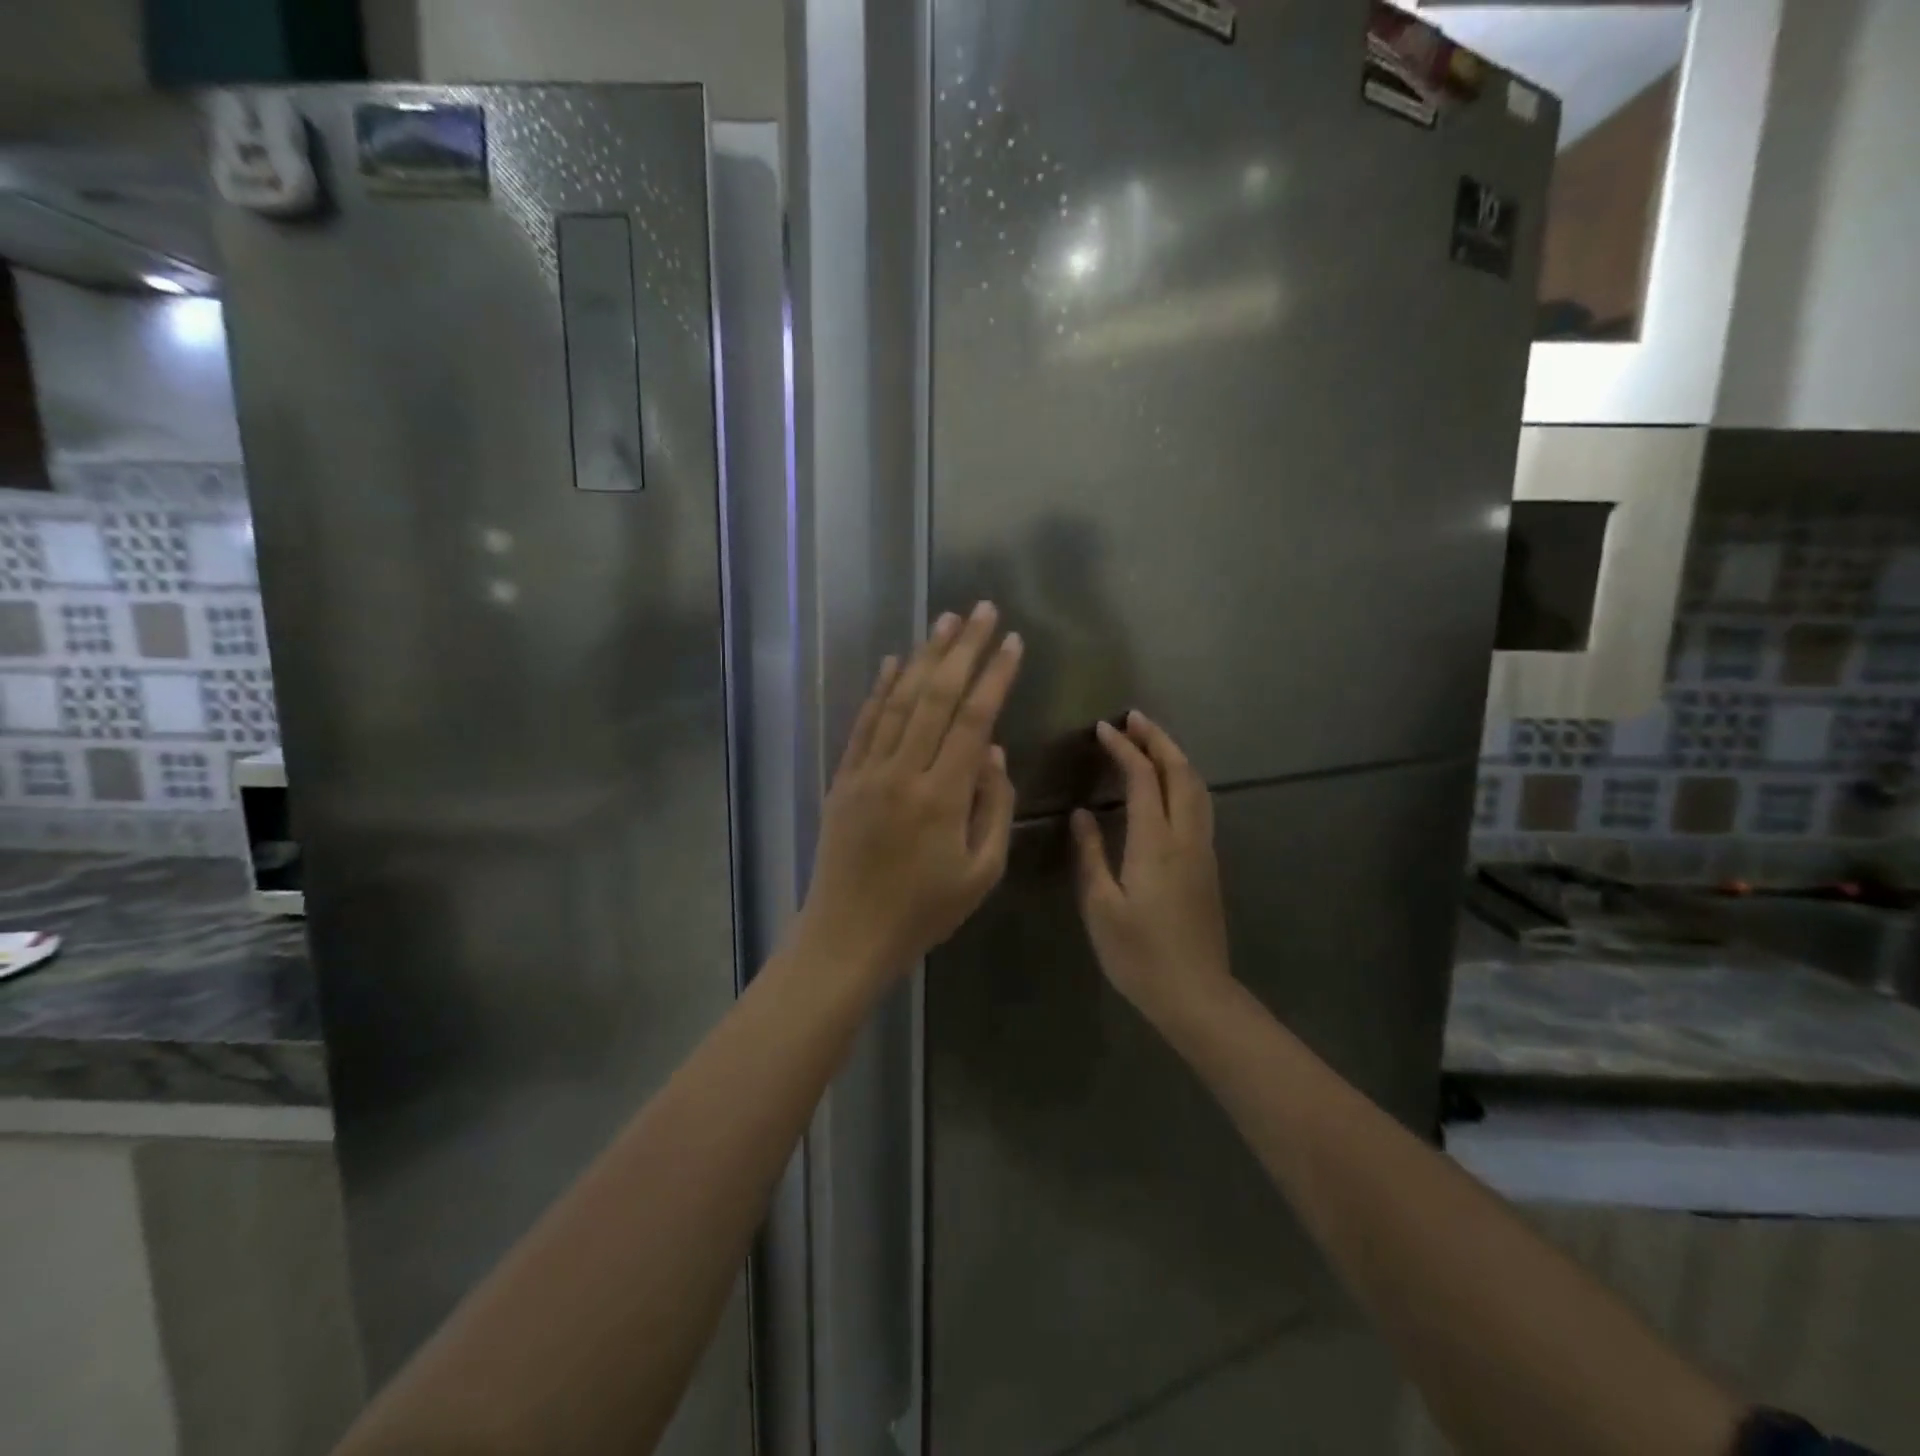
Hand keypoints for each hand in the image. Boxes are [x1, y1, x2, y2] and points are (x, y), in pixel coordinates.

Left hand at [797, 602, 1022, 986]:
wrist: (848, 934)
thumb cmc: (924, 911)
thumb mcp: (982, 873)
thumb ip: (993, 807)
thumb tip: (995, 752)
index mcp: (943, 796)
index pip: (975, 719)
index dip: (996, 676)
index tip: (1013, 642)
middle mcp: (904, 772)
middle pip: (937, 696)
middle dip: (963, 649)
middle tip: (983, 610)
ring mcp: (867, 771)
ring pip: (900, 700)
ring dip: (924, 657)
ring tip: (944, 621)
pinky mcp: (844, 778)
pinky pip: (864, 724)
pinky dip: (880, 689)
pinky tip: (894, 662)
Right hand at [1071, 712, 1233, 1030]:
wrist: (1195, 994)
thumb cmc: (1138, 954)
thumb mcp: (1101, 905)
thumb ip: (1091, 854)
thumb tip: (1082, 814)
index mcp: (1155, 843)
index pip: (1143, 779)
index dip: (1124, 749)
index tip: (1103, 729)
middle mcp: (1186, 836)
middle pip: (1180, 772)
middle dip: (1158, 739)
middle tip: (1134, 719)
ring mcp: (1203, 849)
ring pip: (1197, 786)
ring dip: (1175, 756)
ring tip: (1151, 740)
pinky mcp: (1208, 864)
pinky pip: (1200, 804)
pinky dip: (1184, 779)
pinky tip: (1169, 784)